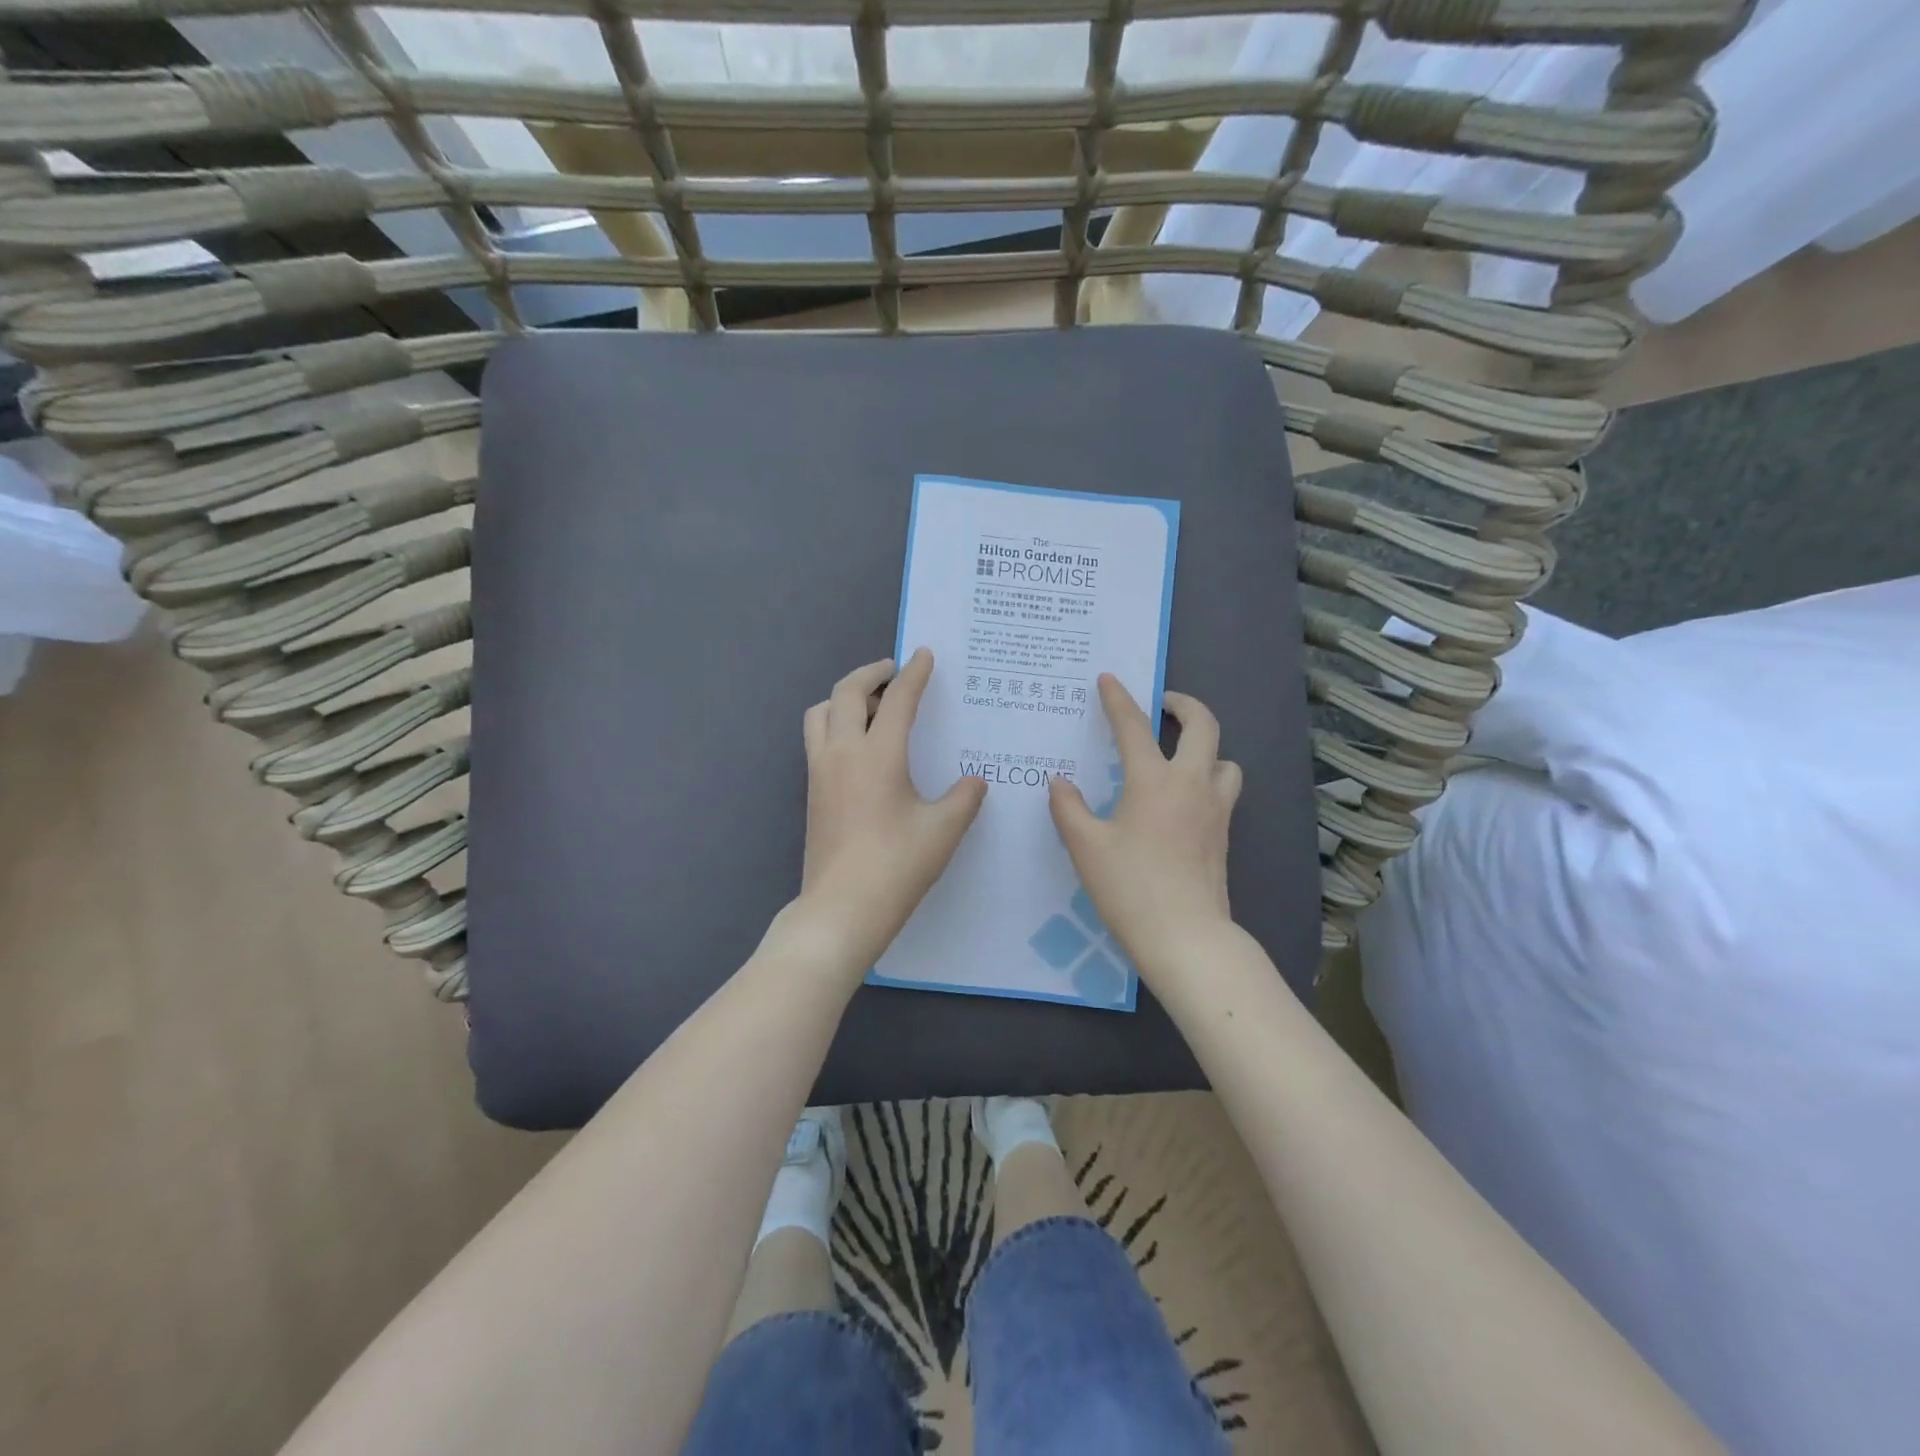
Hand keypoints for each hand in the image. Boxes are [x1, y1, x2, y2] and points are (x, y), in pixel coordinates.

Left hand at [792, 649, 987, 974]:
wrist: (841, 909)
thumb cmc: (897, 866)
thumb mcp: (944, 830)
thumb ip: (964, 799)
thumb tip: (974, 782)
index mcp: (878, 754)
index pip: (898, 699)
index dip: (914, 673)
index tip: (924, 654)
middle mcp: (842, 752)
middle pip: (846, 693)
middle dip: (871, 673)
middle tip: (894, 671)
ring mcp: (820, 771)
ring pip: (820, 712)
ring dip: (844, 697)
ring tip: (872, 706)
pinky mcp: (811, 792)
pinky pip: (817, 738)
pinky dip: (834, 723)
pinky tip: (860, 746)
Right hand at [1048, 675, 1241, 973]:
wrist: (1185, 937)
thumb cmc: (1130, 888)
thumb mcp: (1085, 846)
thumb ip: (1069, 808)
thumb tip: (1059, 782)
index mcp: (1154, 780)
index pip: (1134, 726)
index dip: (1118, 699)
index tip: (1108, 679)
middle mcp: (1192, 784)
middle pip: (1204, 725)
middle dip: (1184, 705)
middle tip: (1164, 704)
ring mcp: (1215, 809)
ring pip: (1225, 759)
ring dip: (1205, 746)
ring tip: (1179, 754)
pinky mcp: (1224, 834)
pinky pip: (1224, 789)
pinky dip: (1209, 777)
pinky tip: (1184, 798)